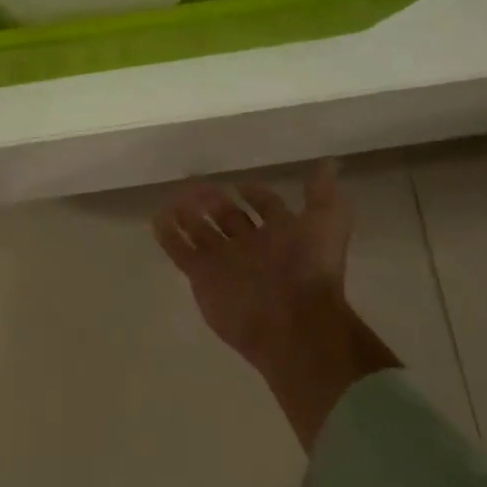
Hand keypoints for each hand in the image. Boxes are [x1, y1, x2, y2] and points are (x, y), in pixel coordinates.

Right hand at [153, 161, 397, 450]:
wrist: (293, 323)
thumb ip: (322, 193)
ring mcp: (224, 261)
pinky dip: (168, 236)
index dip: (256, 195)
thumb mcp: (327, 223)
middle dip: (214, 201)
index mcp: (281, 234)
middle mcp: (251, 246)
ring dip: (188, 214)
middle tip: (195, 182)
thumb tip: (329, 163)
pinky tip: (157, 218)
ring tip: (173, 197)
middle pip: (228, 218)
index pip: (266, 208)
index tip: (241, 184)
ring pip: (201, 232)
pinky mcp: (201, 276)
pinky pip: (180, 252)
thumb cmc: (310, 270)